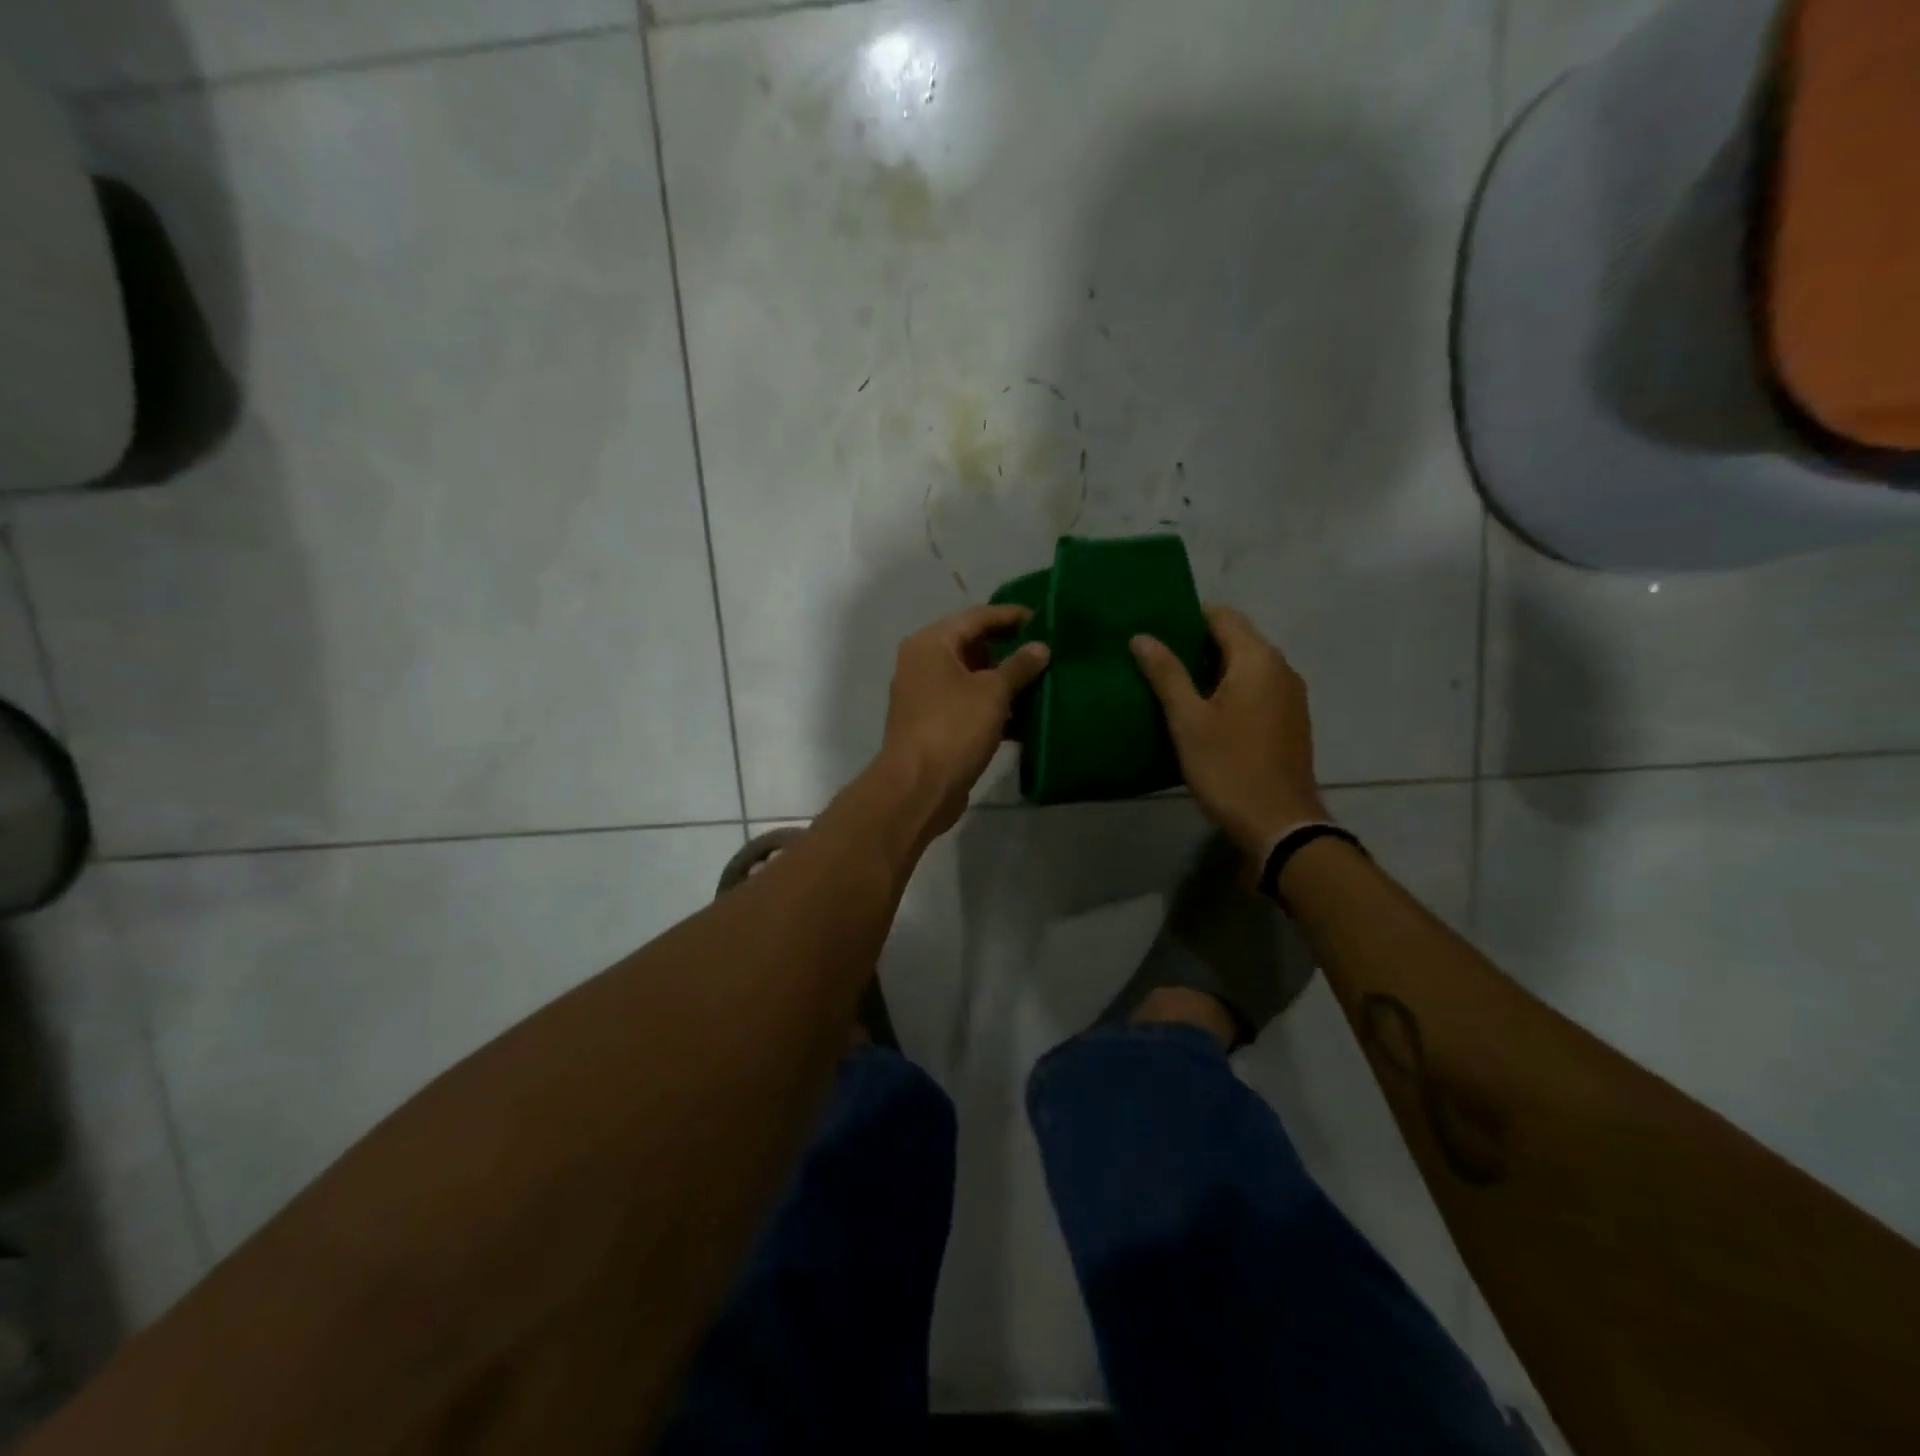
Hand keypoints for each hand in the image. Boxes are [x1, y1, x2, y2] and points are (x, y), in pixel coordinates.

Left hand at [879, 604, 1050, 838]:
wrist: (918, 787)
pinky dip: (992, 708)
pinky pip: (967, 705)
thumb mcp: (993, 692)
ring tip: (1042, 683)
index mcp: (931, 643)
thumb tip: (1040, 647)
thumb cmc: (954, 727)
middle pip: (972, 646)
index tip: (1043, 619)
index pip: (976, 617)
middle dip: (1009, 650)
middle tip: (1046, 652)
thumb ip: (1019, 666)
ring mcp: (925, 695)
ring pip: (971, 679)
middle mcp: (922, 663)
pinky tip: (1024, 717)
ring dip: (1003, 682)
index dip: (1010, 616)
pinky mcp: (933, 724)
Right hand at [1131, 606, 1327, 859]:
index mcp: (1257, 659)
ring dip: (1214, 671)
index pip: (1222, 616)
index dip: (1188, 619)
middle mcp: (1281, 668)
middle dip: (1198, 645)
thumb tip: (1142, 636)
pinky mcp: (1291, 720)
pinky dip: (1232, 691)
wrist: (1279, 823)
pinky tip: (1207, 714)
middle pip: (1237, 639)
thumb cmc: (1228, 766)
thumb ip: (1166, 674)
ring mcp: (1291, 695)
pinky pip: (1257, 689)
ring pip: (1247, 667)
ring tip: (1176, 688)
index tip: (1157, 633)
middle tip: (1158, 662)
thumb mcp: (1187, 719)